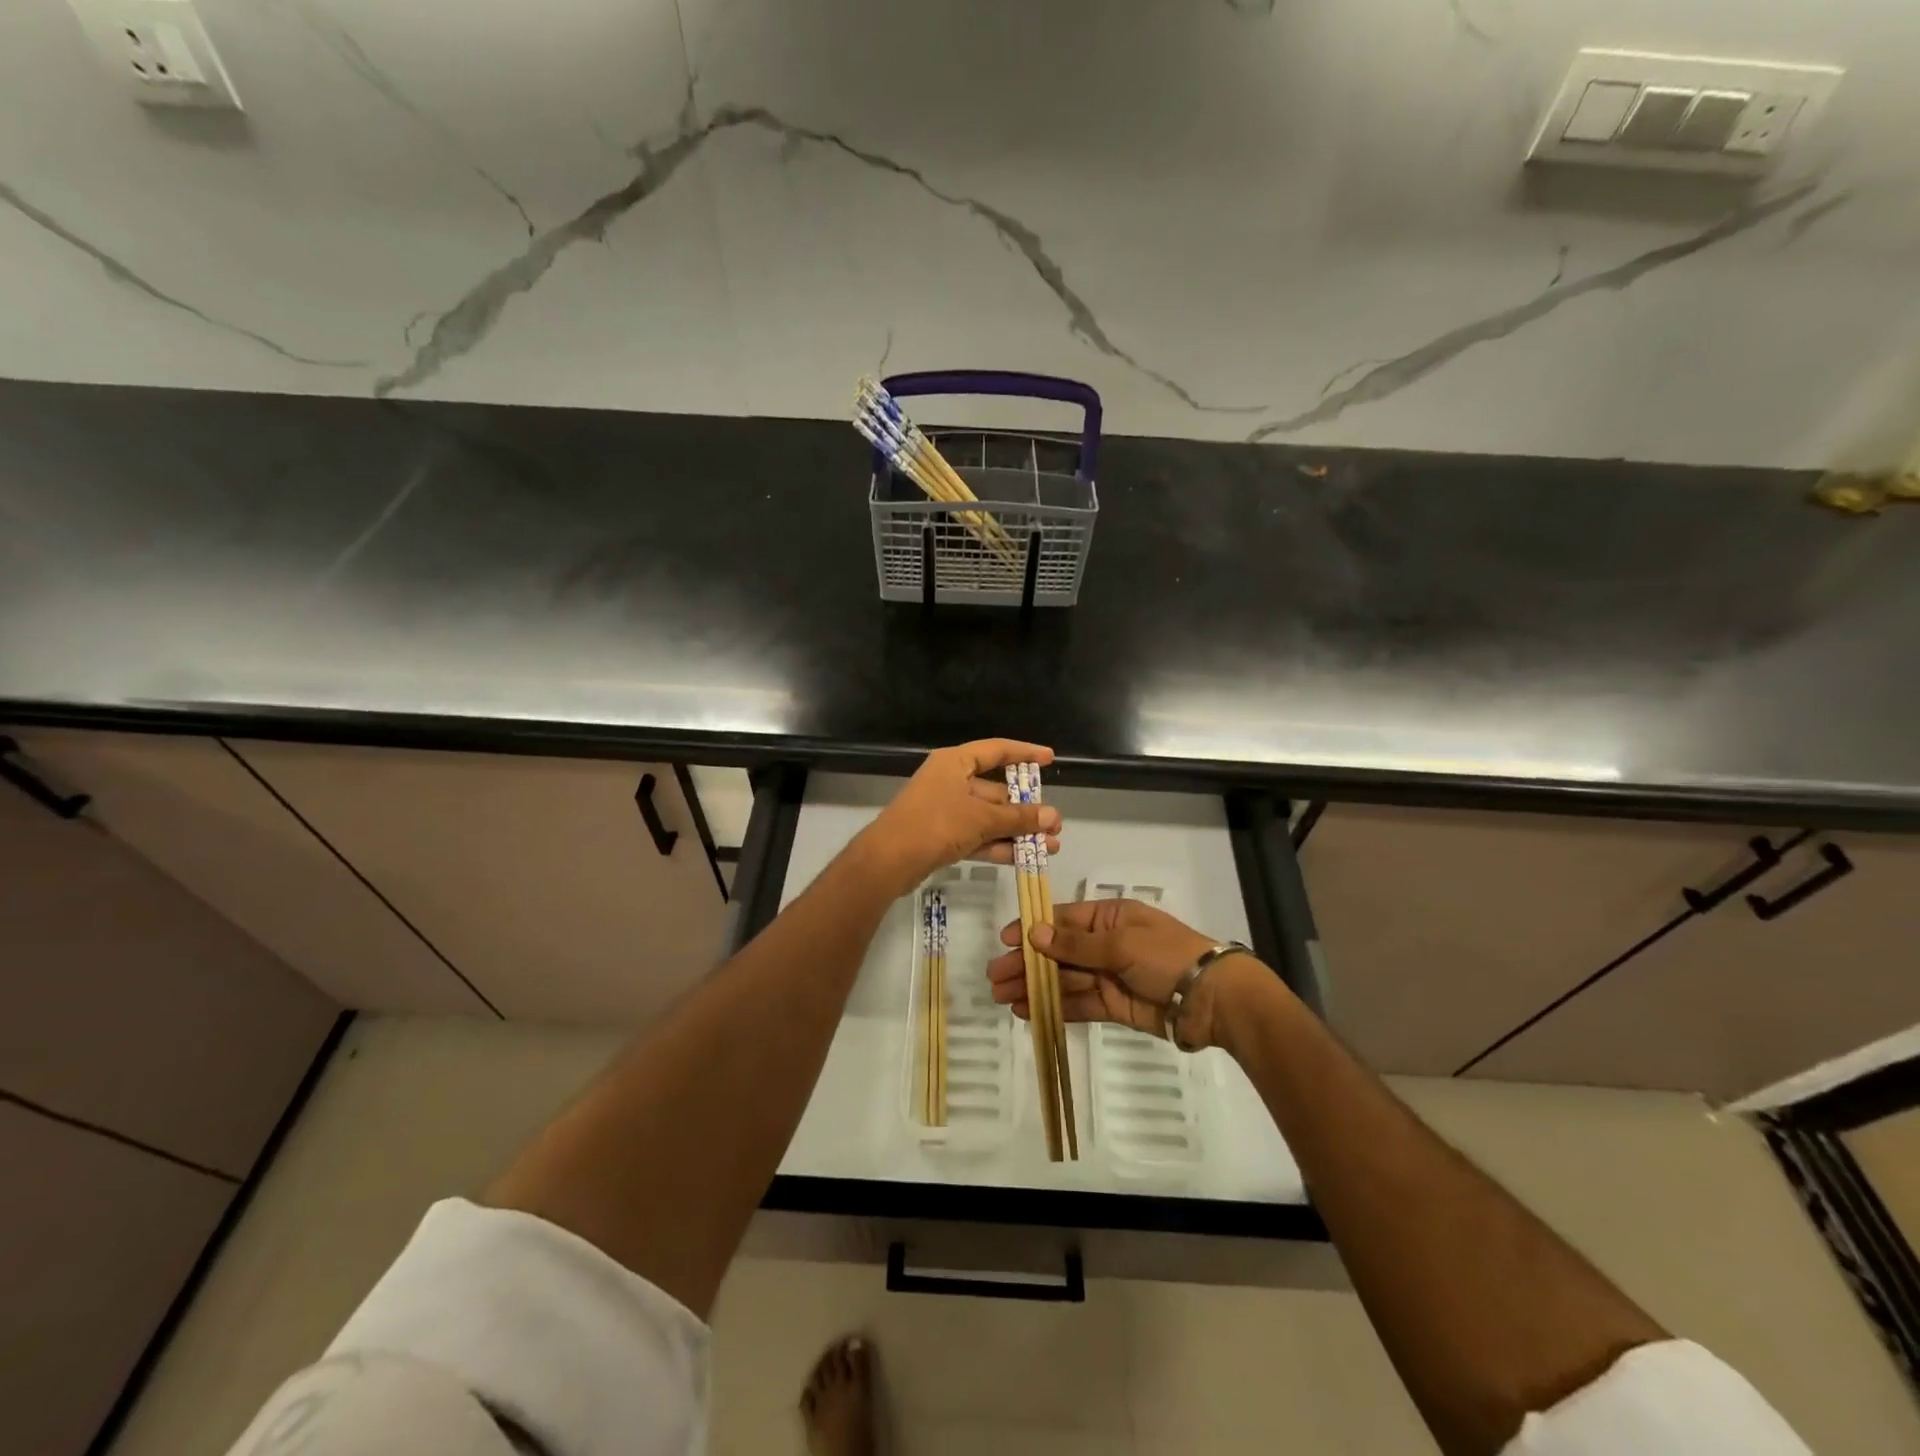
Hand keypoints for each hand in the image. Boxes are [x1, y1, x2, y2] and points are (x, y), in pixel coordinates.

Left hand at [854, 739, 1061, 898]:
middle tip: (1055, 824)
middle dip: (1026, 809)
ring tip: (1050, 846)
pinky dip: (999, 845)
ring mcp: (946, 810)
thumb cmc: (935, 824)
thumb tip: (1053, 816)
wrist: (889, 861)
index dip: (1024, 753)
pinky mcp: (942, 836)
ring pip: (989, 817)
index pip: (996, 750)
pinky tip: (1025, 858)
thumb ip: (1018, 818)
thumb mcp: (981, 818)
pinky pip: (978, 835)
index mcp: (955, 762)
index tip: (1050, 759)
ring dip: (1017, 831)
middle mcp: (950, 781)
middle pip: (996, 789)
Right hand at [987, 897, 1267, 1050]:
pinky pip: (1077, 1003)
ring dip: (1034, 986)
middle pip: (1058, 952)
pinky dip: (1054, 1006)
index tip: (1006, 941)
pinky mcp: (1113, 1005)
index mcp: (1110, 917)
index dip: (1033, 929)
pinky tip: (1028, 1010)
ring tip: (1002, 996)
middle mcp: (1106, 943)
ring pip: (1064, 979)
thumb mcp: (1120, 943)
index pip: (1064, 920)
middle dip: (1027, 963)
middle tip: (994, 976)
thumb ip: (1075, 944)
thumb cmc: (1166, 957)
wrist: (1211, 1000)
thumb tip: (1034, 933)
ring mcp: (1109, 975)